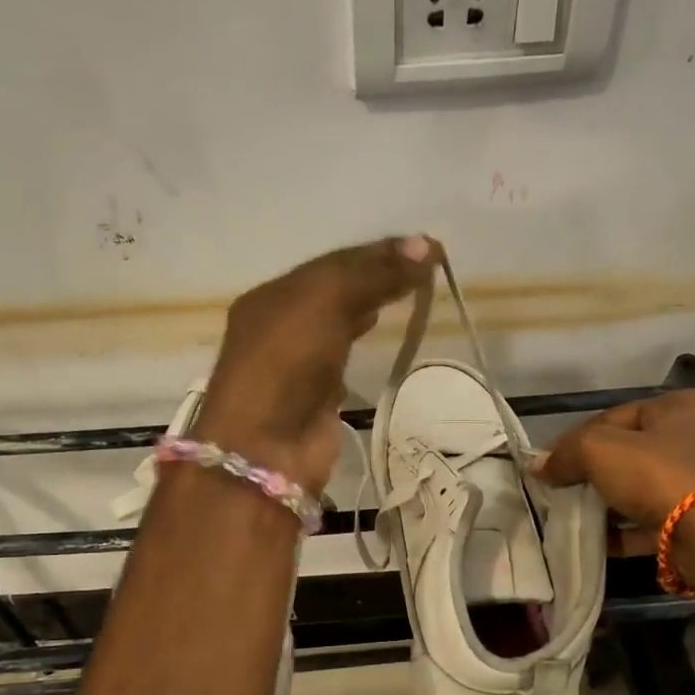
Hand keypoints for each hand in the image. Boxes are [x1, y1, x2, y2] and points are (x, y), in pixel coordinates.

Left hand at [197, 236, 440, 490]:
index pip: (333, 262)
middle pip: (335, 290)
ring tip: (410, 290)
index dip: (378, 252)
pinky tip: (381, 330)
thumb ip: (373, 274)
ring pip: (340, 322)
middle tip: (424, 267)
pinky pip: (344, 357)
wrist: (267, 448)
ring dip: (370, 304)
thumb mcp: (325, 303)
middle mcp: (280, 325)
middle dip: (376, 274)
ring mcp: (297, 363)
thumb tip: (425, 245)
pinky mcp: (316, 396)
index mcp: (272, 295)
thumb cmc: (287, 364)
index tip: (427, 247)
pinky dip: (363, 340)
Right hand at [536, 390, 694, 553]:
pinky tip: (604, 542)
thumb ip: (566, 453)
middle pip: (629, 453)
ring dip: (611, 503)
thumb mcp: (600, 451)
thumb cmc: (660, 477)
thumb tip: (539, 466)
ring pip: (644, 487)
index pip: (611, 417)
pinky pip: (659, 519)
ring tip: (580, 520)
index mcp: (678, 406)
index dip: (573, 441)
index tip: (548, 467)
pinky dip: (630, 529)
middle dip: (593, 474)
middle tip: (563, 493)